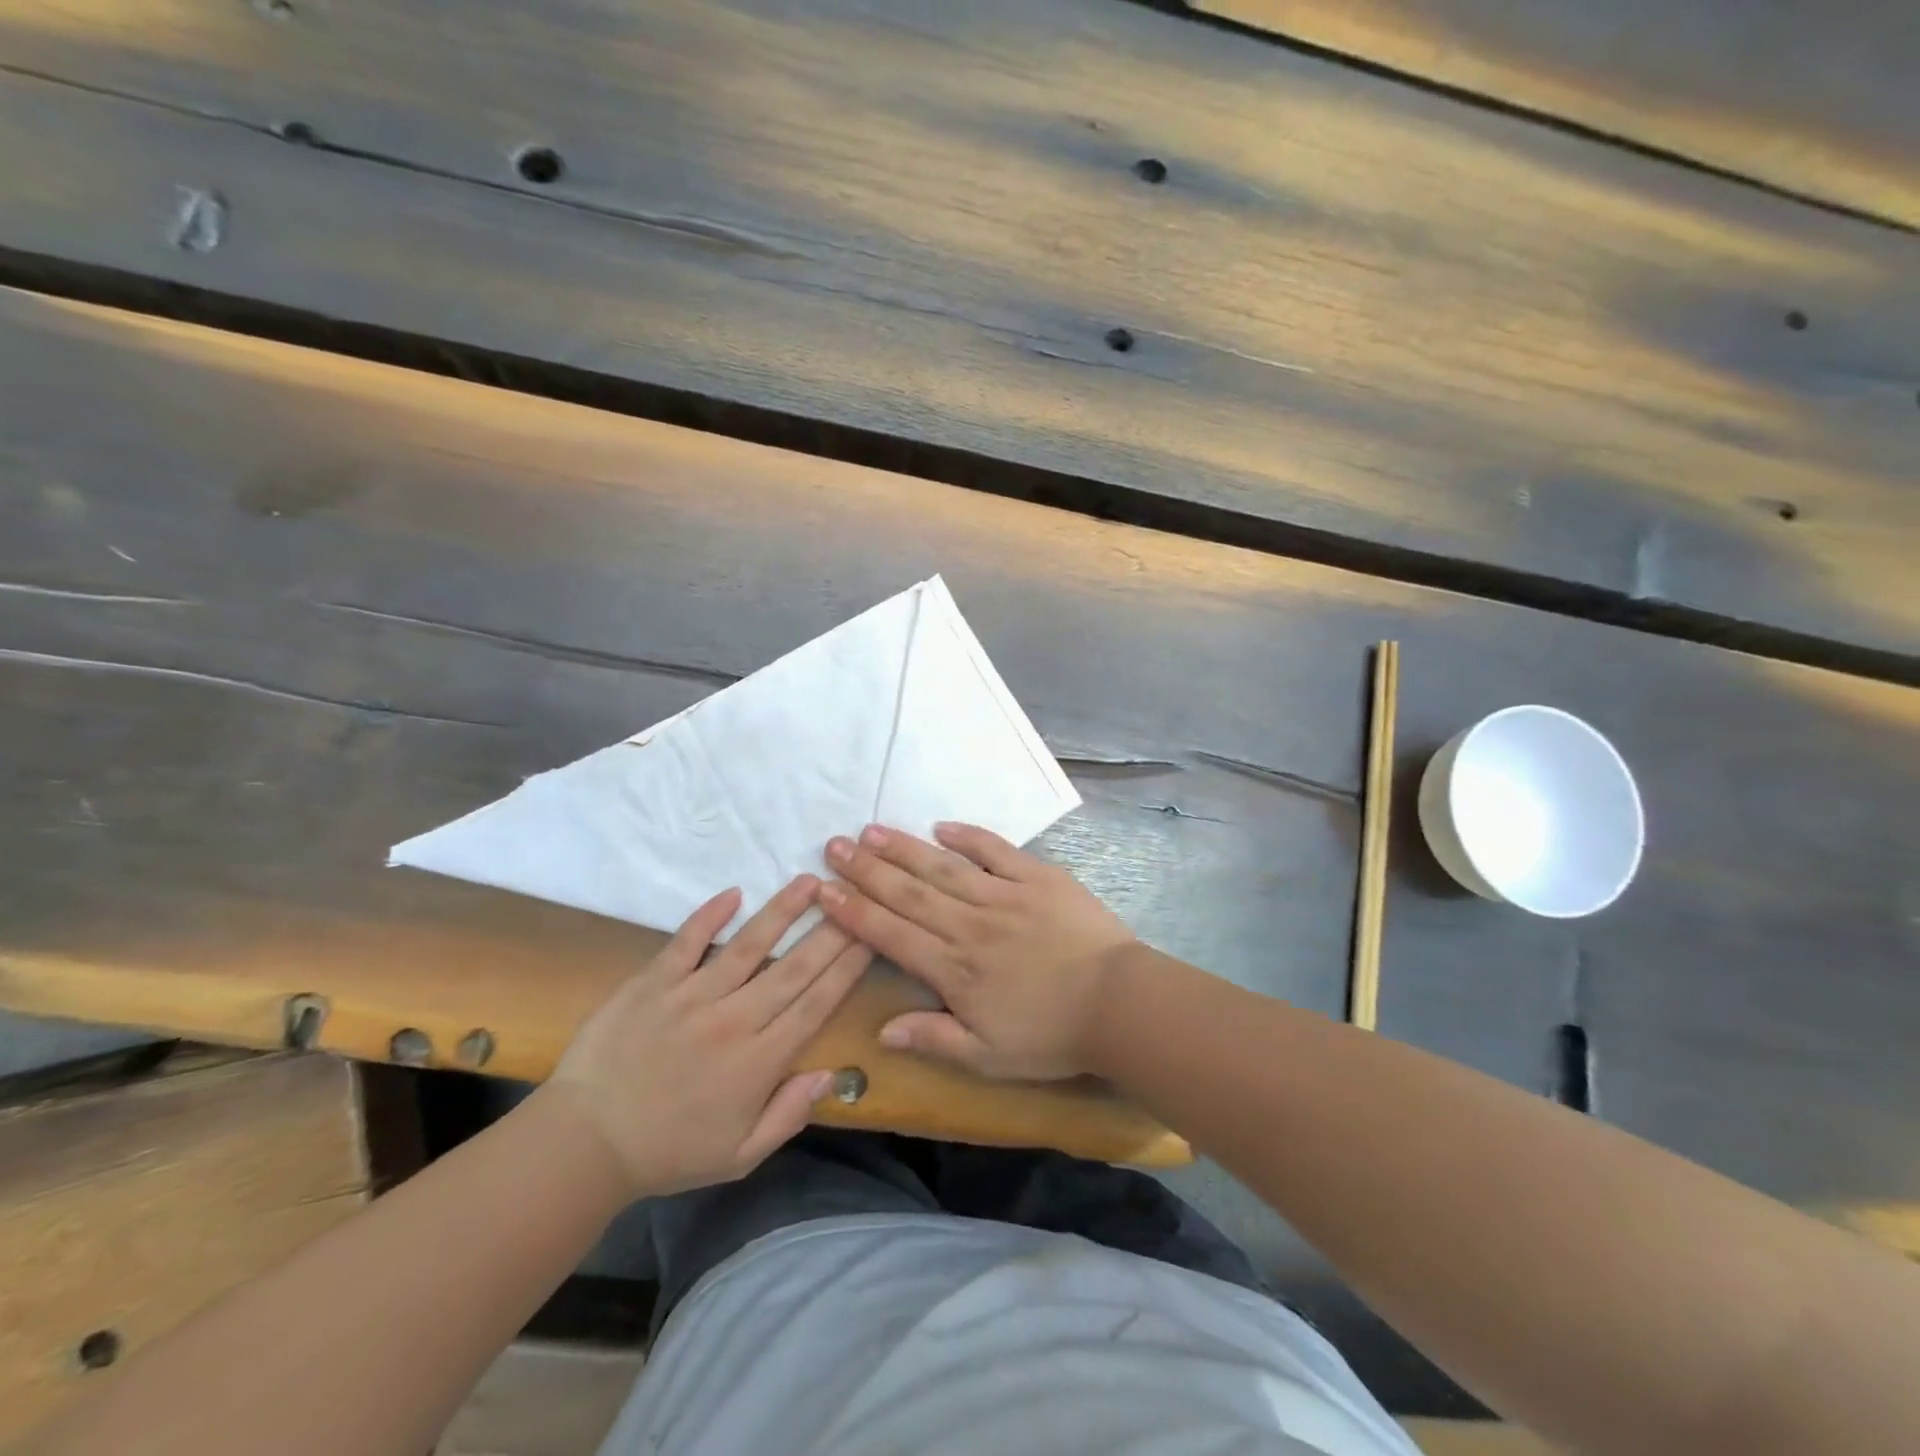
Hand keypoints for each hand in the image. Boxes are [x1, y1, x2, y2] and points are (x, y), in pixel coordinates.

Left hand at [545, 876, 870, 1199]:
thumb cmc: (669, 1152)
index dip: (847, 968)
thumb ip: (789, 1115)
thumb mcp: (740, 1156)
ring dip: (782, 911)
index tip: (870, 937)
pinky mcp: (653, 983)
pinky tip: (734, 892)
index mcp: (759, 1062)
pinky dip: (710, 916)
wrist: (583, 1144)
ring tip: (809, 881)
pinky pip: (687, 942)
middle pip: (794, 968)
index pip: (815, 1004)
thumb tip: (832, 1074)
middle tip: (854, 898)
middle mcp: (734, 1020)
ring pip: (749, 945)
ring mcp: (692, 997)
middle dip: (830, 931)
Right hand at [819, 823, 1136, 1079]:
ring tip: (872, 830)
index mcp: (953, 969)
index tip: (823, 890)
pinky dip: (969, 836)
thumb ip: (933, 1038)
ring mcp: (1003, 895)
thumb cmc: (1052, 1036)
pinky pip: (996, 850)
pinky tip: (942, 825)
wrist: (1119, 1004)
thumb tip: (881, 1029)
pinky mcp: (1037, 878)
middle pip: (908, 892)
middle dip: (866, 869)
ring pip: (942, 867)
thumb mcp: (988, 1057)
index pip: (891, 934)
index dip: (853, 911)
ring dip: (904, 848)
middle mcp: (969, 925)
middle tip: (835, 845)